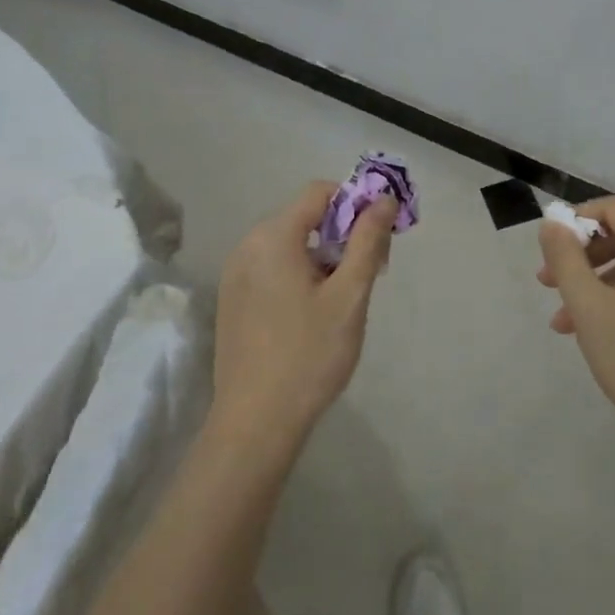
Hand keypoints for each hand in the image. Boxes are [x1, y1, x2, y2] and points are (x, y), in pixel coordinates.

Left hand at [212, 180, 396, 452]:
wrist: (255, 422)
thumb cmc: (309, 355)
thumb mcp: (349, 296)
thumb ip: (367, 241)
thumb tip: (382, 199)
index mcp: (273, 236)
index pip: (319, 192)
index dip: (355, 204)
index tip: (379, 239)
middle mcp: (247, 245)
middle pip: (304, 217)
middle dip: (341, 234)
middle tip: (369, 275)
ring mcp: (234, 274)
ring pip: (289, 245)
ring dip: (322, 258)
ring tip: (342, 300)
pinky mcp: (232, 300)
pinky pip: (272, 269)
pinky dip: (298, 275)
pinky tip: (312, 315)